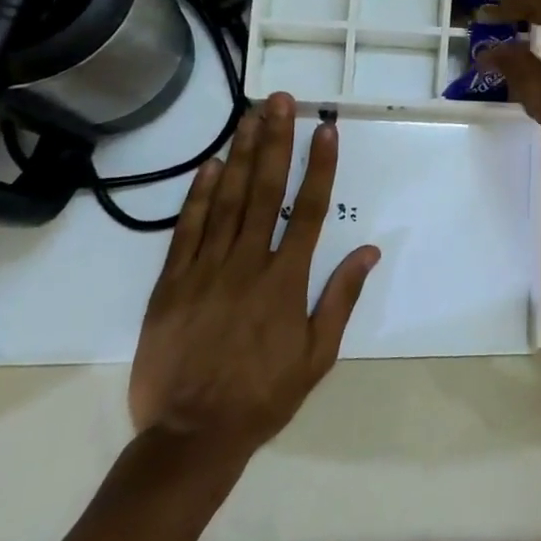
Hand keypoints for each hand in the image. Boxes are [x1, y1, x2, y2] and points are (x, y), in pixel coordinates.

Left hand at [128, 92, 378, 485]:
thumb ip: (341, 298)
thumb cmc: (263, 397)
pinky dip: (198, 195)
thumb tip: (370, 250)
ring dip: (240, 155)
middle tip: (280, 101)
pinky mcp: (171, 284)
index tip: (325, 129)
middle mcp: (247, 264)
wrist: (189, 439)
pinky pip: (186, 230)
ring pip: (226, 201)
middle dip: (275, 142)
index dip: (319, 166)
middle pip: (264, 191)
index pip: (309, 210)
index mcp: (286, 281)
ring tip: (250, 116)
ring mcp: (205, 271)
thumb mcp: (317, 356)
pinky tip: (210, 165)